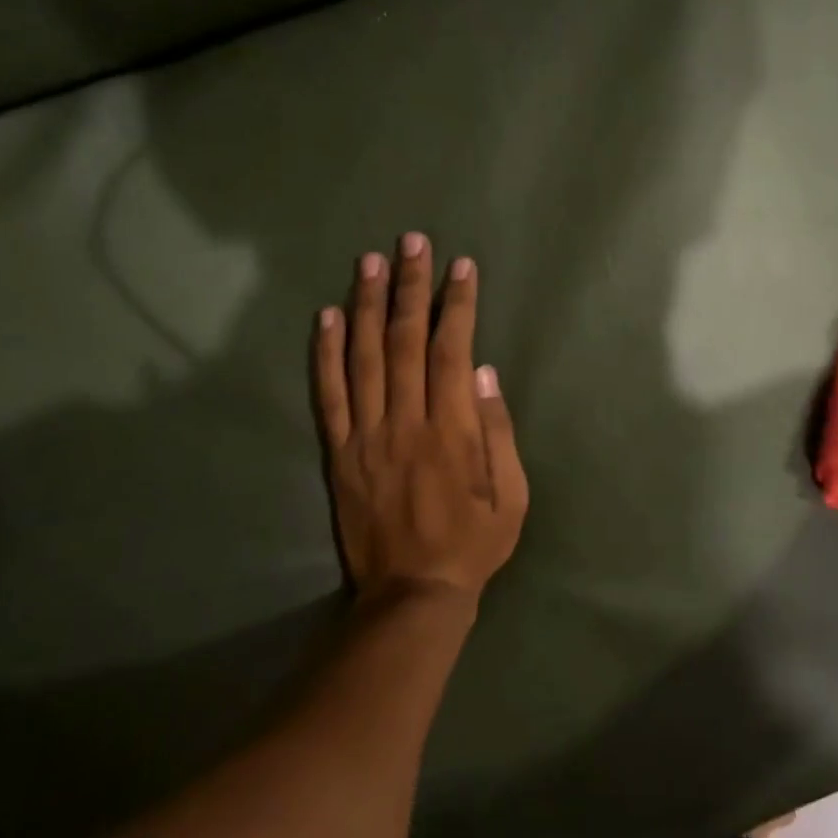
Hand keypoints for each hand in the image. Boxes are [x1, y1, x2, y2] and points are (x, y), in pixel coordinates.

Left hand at [314, 233, 528, 606]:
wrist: (412, 594)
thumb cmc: (473, 544)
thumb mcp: (512, 496)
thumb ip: (499, 432)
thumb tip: (485, 374)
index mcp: (452, 431)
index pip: (451, 351)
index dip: (456, 305)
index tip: (460, 267)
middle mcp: (405, 422)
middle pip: (404, 341)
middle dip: (410, 287)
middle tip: (411, 242)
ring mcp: (366, 435)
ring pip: (363, 357)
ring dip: (366, 305)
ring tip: (369, 261)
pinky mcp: (340, 453)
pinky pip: (328, 396)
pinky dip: (325, 354)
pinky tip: (326, 317)